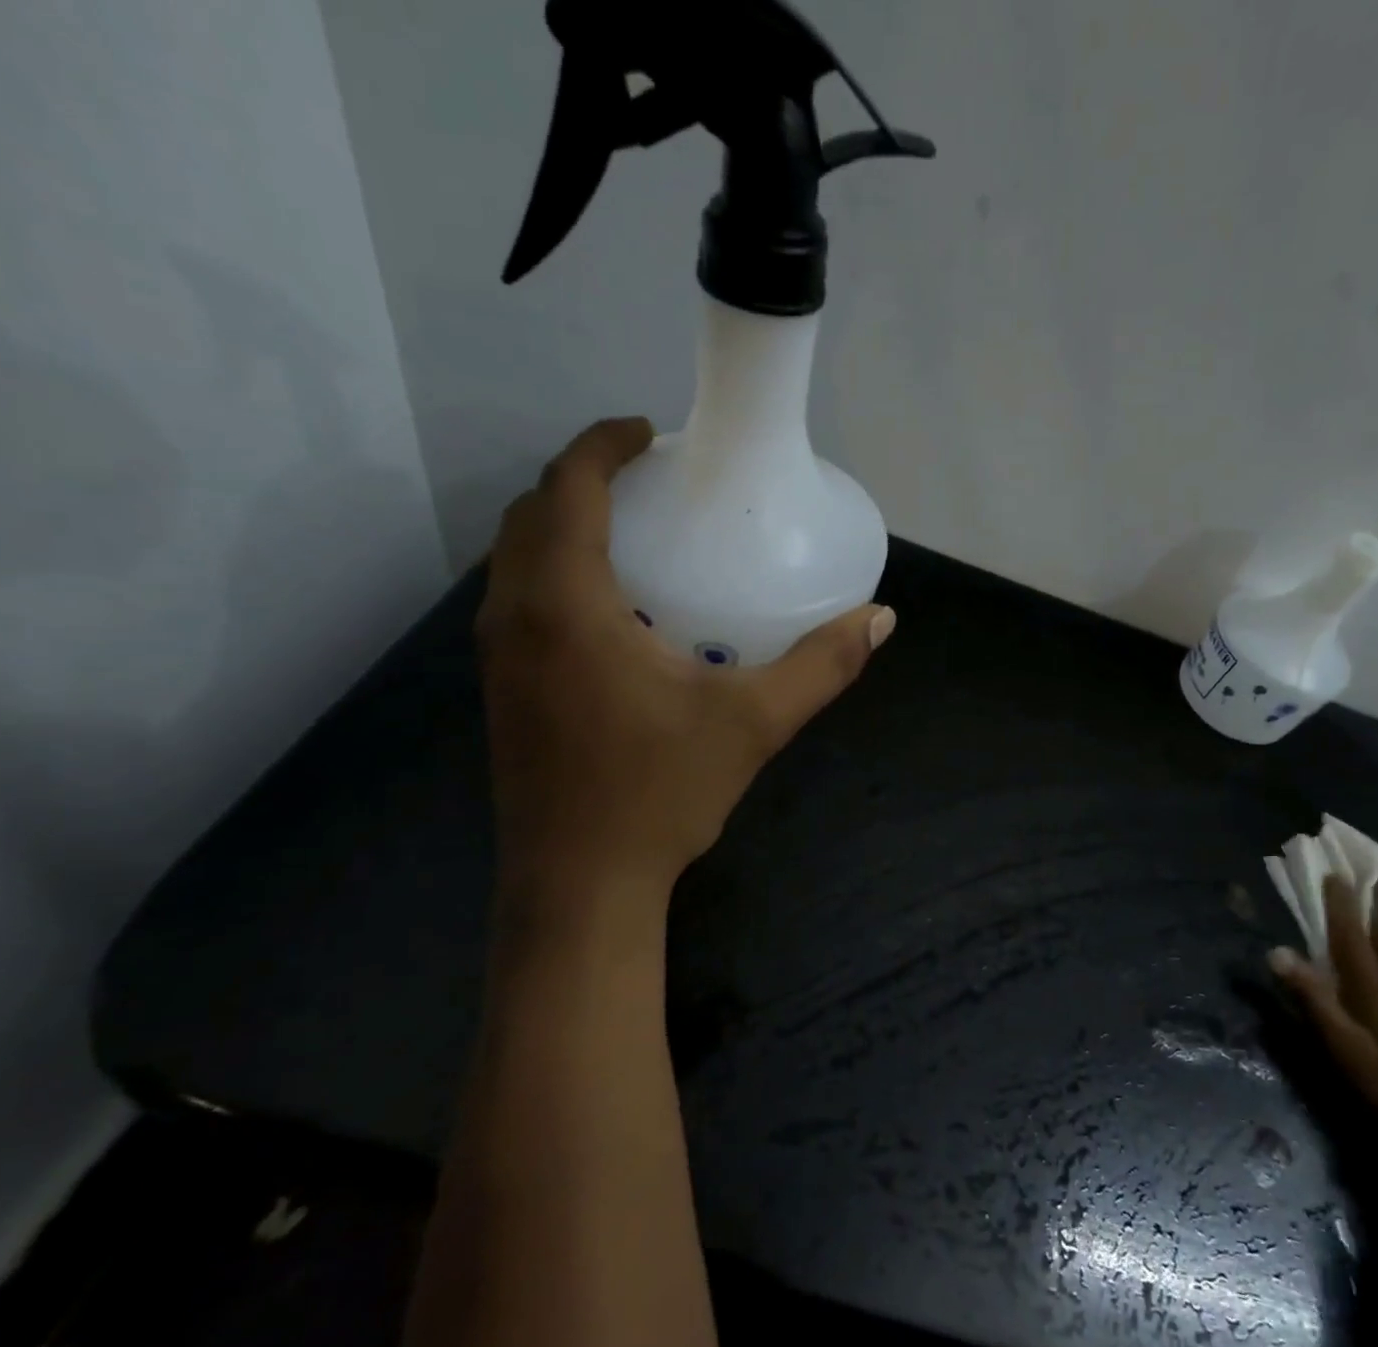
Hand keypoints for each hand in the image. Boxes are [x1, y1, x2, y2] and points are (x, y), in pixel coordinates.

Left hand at [476, 417, 895, 907]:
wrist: (578, 883)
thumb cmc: (659, 794)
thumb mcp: (753, 723)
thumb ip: (821, 666)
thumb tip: (880, 619)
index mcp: (566, 604)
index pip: (568, 488)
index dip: (602, 445)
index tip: (647, 432)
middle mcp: (516, 616)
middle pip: (532, 515)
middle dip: (582, 480)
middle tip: (647, 484)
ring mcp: (498, 657)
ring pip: (516, 560)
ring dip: (562, 528)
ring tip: (630, 536)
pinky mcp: (501, 691)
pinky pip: (518, 602)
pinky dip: (554, 575)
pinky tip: (610, 612)